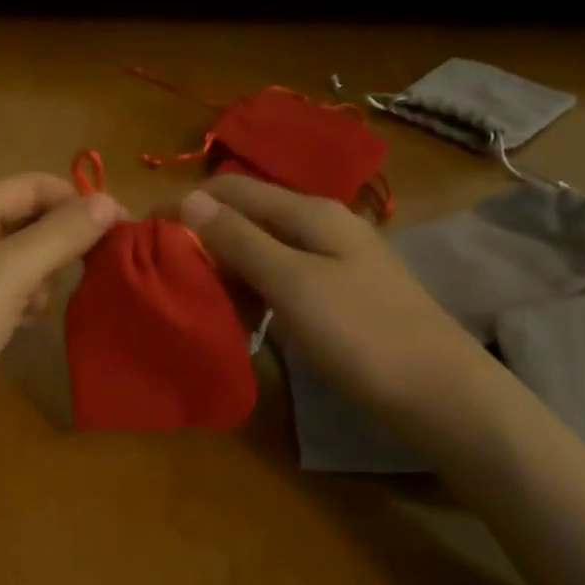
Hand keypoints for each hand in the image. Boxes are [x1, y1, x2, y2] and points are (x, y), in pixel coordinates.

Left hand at [0, 173, 123, 468]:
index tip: (122, 226)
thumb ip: (60, 235)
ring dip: (48, 276)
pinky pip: (15, 299)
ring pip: (26, 264)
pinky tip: (32, 325)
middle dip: (65, 239)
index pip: (31, 188)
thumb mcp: (8, 272)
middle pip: (29, 223)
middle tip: (100, 265)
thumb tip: (109, 202)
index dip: (76, 199)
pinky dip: (32, 305)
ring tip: (45, 304)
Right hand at [177, 174, 485, 417]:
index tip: (142, 232)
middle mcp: (319, 225)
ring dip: (224, 267)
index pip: (230, 189)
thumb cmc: (362, 334)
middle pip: (245, 216)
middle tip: (165, 274)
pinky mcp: (335, 294)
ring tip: (193, 297)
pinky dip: (250, 290)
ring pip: (260, 250)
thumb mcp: (292, 283)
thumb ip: (240, 240)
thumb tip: (188, 199)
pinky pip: (278, 278)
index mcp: (309, 212)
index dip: (184, 204)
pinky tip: (237, 315)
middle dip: (201, 237)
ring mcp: (331, 261)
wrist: (441, 395)